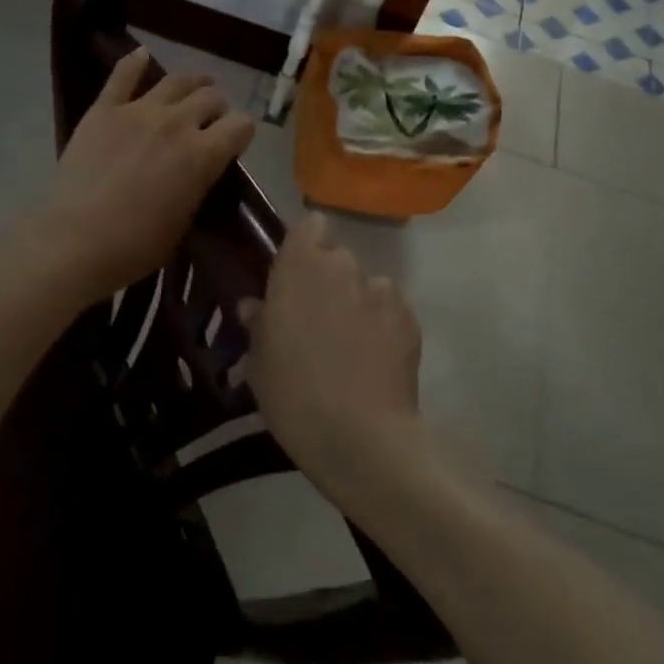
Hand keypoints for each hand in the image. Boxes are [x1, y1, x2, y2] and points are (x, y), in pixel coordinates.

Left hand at [38, 48, 255, 300]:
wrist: (76, 240)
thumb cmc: (135, 245)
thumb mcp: (184, 221)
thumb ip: (198, 186)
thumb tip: (200, 171)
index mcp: (203, 155)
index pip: (241, 125)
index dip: (241, 133)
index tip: (234, 143)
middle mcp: (177, 123)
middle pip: (211, 98)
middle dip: (217, 108)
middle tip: (210, 120)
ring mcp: (139, 111)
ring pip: (176, 80)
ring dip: (192, 82)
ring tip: (195, 85)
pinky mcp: (104, 109)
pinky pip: (122, 76)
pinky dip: (134, 62)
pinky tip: (142, 55)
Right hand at [239, 214, 424, 497]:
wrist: (361, 437)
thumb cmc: (294, 394)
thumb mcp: (259, 362)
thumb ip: (258, 324)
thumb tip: (254, 306)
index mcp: (299, 266)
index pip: (308, 225)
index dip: (304, 244)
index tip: (295, 271)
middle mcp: (342, 266)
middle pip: (336, 256)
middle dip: (328, 278)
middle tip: (317, 317)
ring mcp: (380, 290)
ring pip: (365, 284)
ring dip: (357, 301)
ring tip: (351, 343)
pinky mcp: (409, 317)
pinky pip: (390, 308)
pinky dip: (383, 324)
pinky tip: (375, 359)